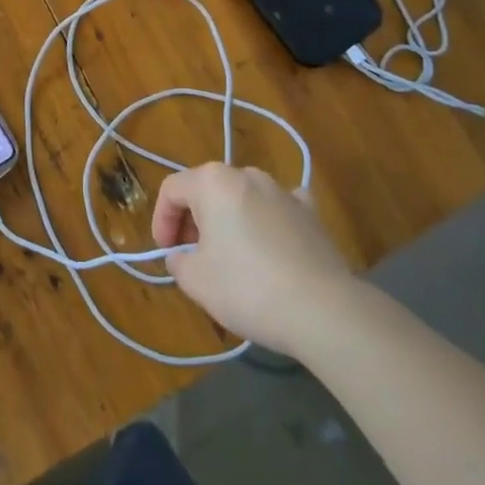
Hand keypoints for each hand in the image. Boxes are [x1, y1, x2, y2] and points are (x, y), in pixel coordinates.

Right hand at [152, 163, 352, 353]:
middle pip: (206, 189)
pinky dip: (266, 220)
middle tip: (193, 256)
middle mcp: (247, 175)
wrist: (323, 310)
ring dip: (228, 219)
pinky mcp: (311, 212)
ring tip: (230, 256)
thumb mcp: (195, 280)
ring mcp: (282, 190)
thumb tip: (181, 255)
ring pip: (241, 197)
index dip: (161, 220)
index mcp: (212, 182)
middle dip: (193, 219)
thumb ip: (178, 261)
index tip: (166, 253)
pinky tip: (269, 245)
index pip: (172, 190)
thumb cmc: (247, 288)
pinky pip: (277, 207)